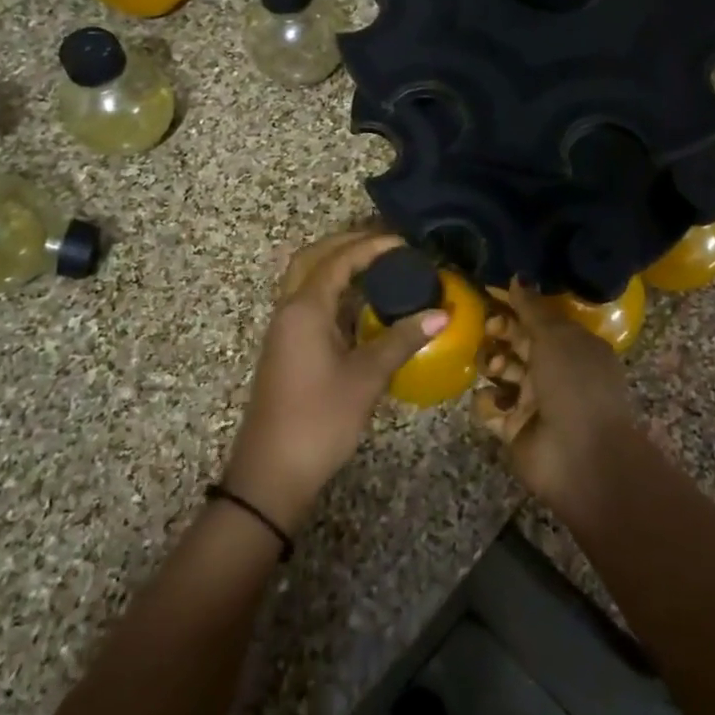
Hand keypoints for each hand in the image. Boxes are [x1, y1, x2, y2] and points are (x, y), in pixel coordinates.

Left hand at [225, 233, 446, 534]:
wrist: (272, 472)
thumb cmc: (320, 419)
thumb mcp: (366, 377)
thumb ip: (402, 340)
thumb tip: (441, 314)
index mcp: (304, 309)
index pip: (338, 260)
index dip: (371, 246)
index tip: (405, 243)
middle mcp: (289, 310)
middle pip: (313, 259)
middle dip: (347, 244)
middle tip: (386, 245)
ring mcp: (284, 331)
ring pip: (307, 281)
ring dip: (337, 266)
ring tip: (379, 267)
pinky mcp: (287, 349)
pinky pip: (309, 303)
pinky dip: (333, 291)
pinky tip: (361, 306)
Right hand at [475, 285, 638, 507]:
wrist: (581, 457)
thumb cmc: (575, 385)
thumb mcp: (557, 337)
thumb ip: (533, 308)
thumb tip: (518, 277)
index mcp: (572, 346)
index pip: (537, 318)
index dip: (514, 304)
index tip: (488, 292)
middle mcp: (553, 371)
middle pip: (516, 342)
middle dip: (500, 332)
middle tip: (491, 329)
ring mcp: (532, 401)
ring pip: (499, 371)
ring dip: (492, 364)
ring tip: (496, 370)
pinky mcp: (512, 427)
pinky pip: (489, 406)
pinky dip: (487, 403)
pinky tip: (495, 404)